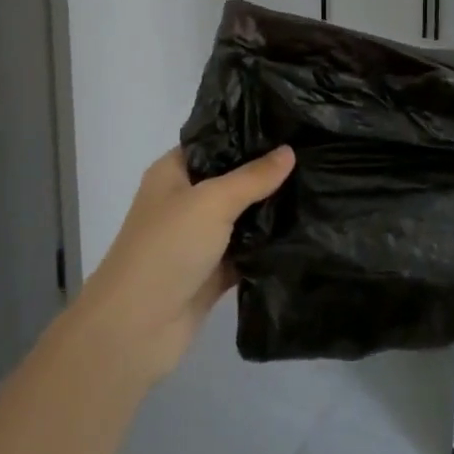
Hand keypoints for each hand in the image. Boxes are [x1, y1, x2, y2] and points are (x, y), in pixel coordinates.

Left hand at [73, 146, 294, 385]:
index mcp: (174, 172)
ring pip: (243, 216)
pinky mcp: (212, 273)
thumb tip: (289, 151)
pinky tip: (306, 232)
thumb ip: (253, 177)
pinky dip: (268, 246)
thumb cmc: (166, 248)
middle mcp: (185, 201)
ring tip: (319, 188)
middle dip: (268, 172)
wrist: (134, 331)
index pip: (216, 141)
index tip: (291, 122)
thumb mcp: (212, 201)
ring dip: (272, 210)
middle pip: (233, 178)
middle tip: (315, 154)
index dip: (249, 133)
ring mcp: (199, 238)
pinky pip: (247, 252)